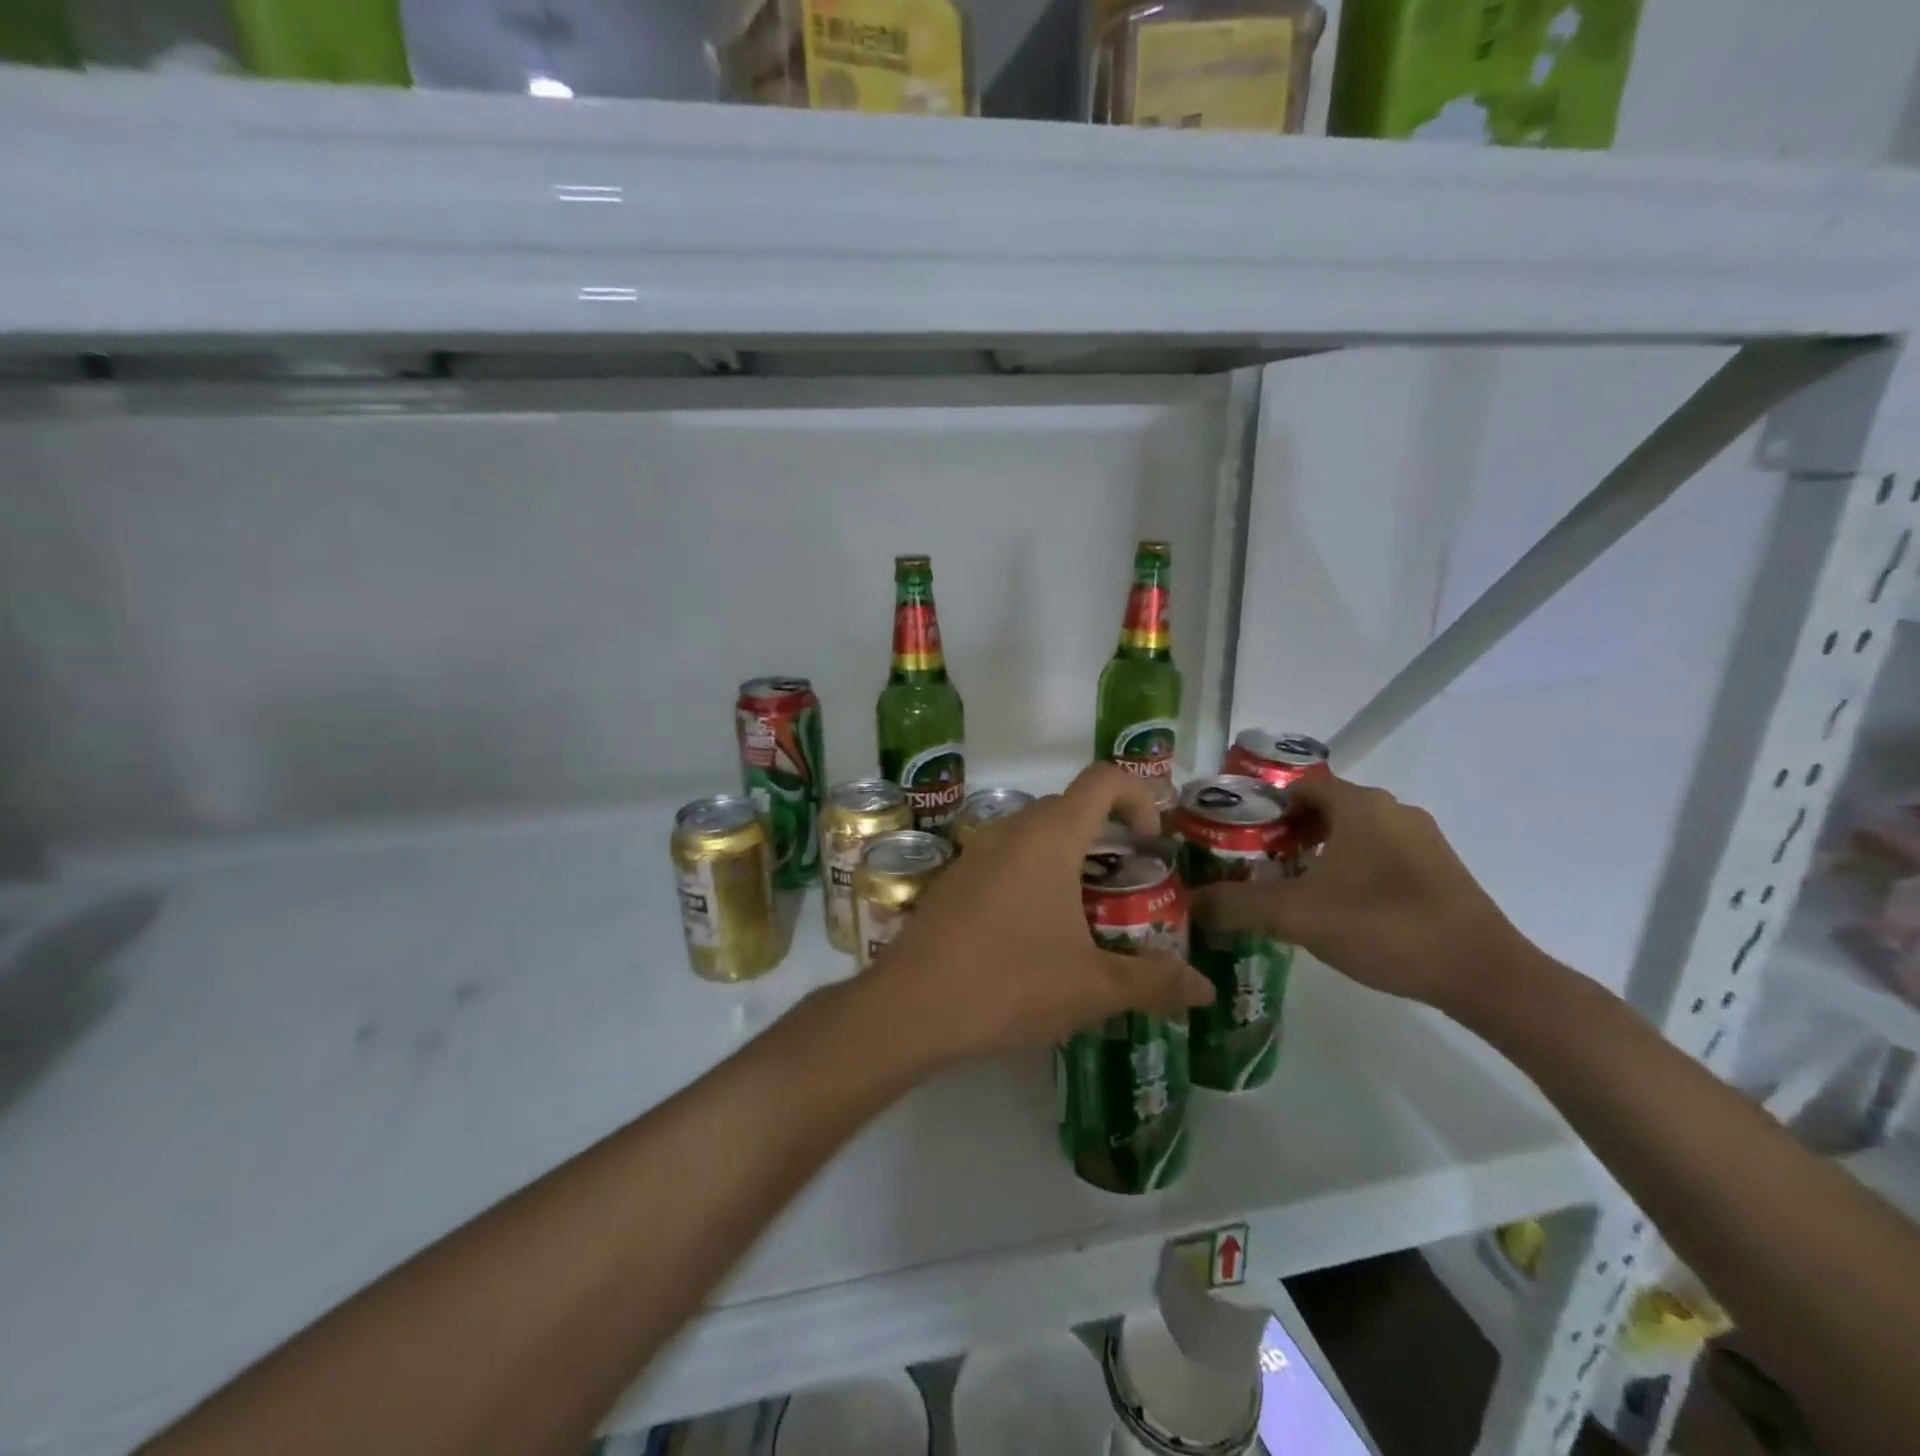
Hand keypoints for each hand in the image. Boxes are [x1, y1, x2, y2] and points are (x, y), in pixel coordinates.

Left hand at [873, 763, 1213, 1062]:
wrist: (911, 1007)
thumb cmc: (1010, 984)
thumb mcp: (1092, 987)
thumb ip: (1154, 982)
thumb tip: (1205, 988)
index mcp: (1050, 836)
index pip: (1103, 779)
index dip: (1138, 797)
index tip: (1150, 845)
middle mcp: (1011, 830)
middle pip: (1070, 806)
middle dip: (1106, 836)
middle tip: (1125, 888)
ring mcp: (975, 852)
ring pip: (1034, 834)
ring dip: (1067, 858)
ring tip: (1084, 916)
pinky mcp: (952, 879)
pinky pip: (1004, 859)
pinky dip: (1031, 876)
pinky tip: (1032, 934)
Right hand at [1193, 774, 1527, 1013]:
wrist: (1484, 974)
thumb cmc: (1384, 926)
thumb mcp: (1297, 916)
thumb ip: (1237, 905)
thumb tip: (1190, 903)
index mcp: (1359, 805)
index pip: (1297, 786)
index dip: (1261, 806)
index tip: (1234, 835)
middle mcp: (1392, 809)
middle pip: (1324, 808)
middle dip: (1285, 832)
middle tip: (1254, 863)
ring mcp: (1421, 839)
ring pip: (1353, 833)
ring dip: (1318, 852)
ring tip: (1289, 887)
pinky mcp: (1438, 869)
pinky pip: (1379, 854)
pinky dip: (1350, 868)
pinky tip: (1338, 907)